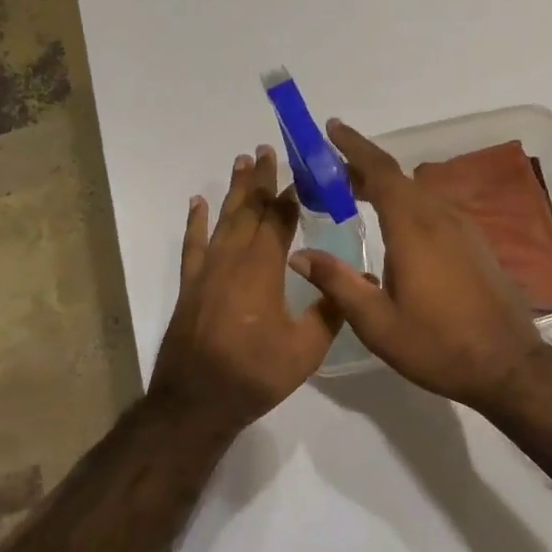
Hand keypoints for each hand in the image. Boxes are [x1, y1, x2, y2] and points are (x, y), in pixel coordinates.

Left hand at [149, 145, 342, 427]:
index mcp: (263, 269)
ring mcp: (207, 270)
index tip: (303, 172)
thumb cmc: (255, 374)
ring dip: (234, 190)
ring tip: (242, 162)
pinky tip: (198, 203)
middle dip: (262, 180)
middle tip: (267, 150)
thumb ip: (331, 310)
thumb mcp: (305, 349)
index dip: (292, 195)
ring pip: (223, 219)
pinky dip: (196, 221)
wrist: (195, 401)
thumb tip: (361, 280)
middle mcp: (233, 259)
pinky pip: (193, 244)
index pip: (280, 220)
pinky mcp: (190, 285)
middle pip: (250, 209)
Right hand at [289, 120, 542, 407]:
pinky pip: (434, 208)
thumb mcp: (378, 323)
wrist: (508, 364)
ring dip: (385, 186)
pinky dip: (407, 203)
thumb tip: (300, 255)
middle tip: (329, 171)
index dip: (354, 147)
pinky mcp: (475, 242)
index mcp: (413, 229)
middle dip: (362, 167)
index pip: (380, 172)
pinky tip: (395, 225)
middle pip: (397, 178)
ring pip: (418, 192)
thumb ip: (338, 283)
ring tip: (353, 195)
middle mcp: (440, 217)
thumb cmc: (438, 345)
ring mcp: (463, 228)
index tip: (331, 129)